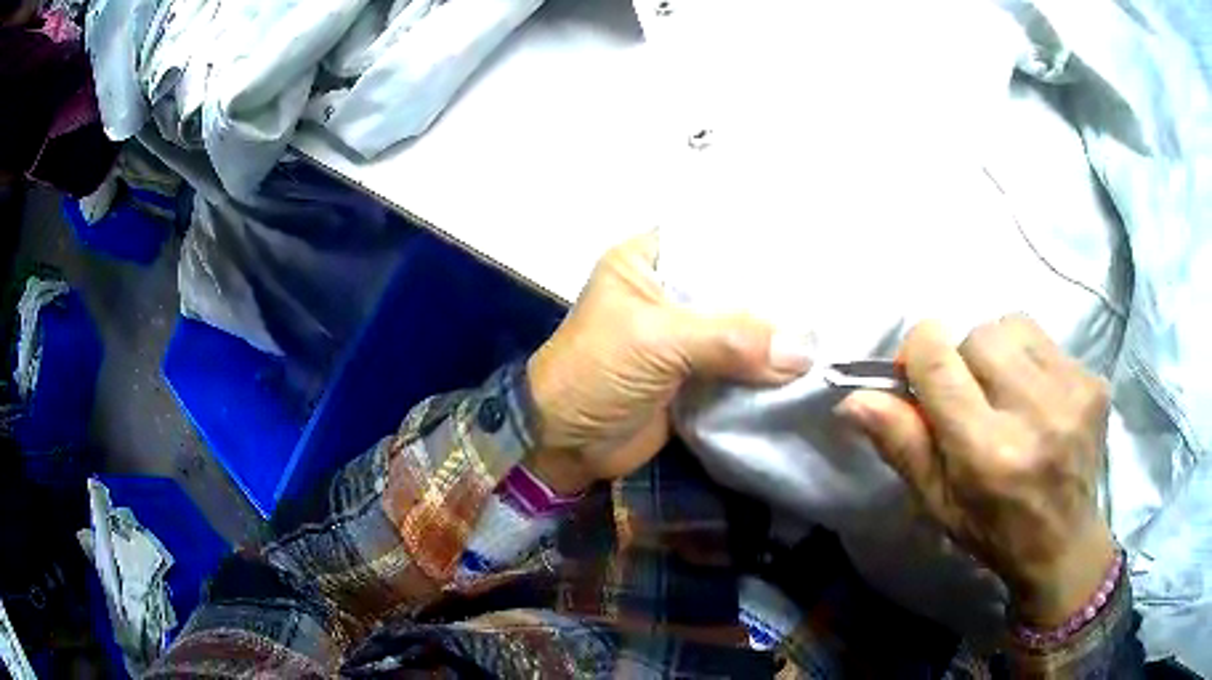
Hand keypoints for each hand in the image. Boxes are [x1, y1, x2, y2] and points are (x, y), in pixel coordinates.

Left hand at [526, 233, 814, 493]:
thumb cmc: (594, 373)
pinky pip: (740, 365)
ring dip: (777, 336)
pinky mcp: (695, 375)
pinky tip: (809, 365)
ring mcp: (684, 335)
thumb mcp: (657, 343)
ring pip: (742, 327)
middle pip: (735, 285)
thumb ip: (731, 339)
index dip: (761, 244)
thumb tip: (805, 350)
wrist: (564, 443)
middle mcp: (670, 291)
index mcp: (650, 261)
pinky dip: (767, 369)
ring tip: (833, 329)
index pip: (716, 238)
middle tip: (833, 295)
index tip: (812, 252)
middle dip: (777, 295)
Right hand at [836, 315, 1115, 626]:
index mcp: (986, 452)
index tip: (919, 374)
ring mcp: (1071, 392)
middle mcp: (1033, 413)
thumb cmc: (993, 530)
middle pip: (977, 334)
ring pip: (1013, 326)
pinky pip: (1045, 340)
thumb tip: (854, 397)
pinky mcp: (1094, 381)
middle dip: (962, 358)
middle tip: (970, 399)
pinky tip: (1038, 399)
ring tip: (1006, 393)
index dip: (918, 352)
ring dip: (998, 352)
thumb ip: (901, 444)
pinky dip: (1030, 359)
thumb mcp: (937, 501)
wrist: (1064, 543)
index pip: (938, 357)